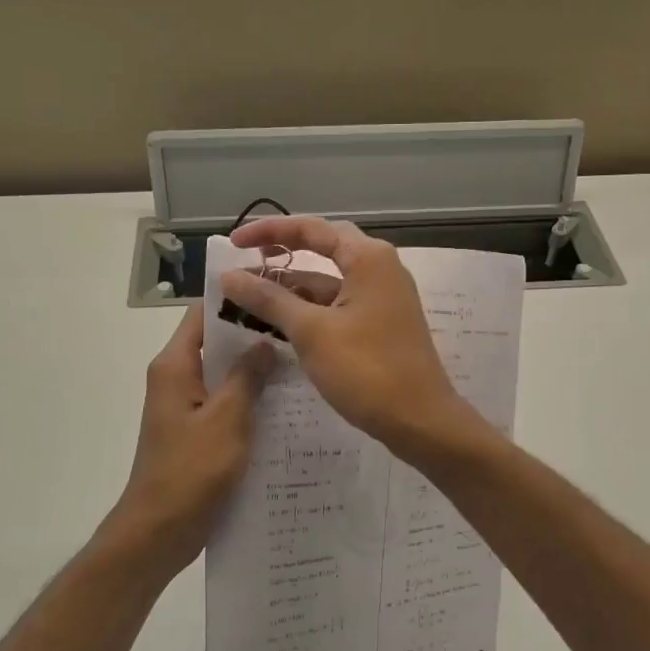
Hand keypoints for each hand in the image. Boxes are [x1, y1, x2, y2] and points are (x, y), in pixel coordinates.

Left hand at [110, 306, 273, 573]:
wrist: (159, 530)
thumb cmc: (190, 470)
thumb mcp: (226, 419)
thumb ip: (246, 377)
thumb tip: (264, 342)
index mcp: (176, 367)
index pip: (203, 315)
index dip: (235, 300)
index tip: (275, 293)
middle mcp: (177, 379)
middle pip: (216, 342)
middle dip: (254, 335)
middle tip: (299, 328)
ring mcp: (186, 406)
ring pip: (224, 374)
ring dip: (256, 369)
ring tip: (301, 360)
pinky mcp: (196, 431)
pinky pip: (225, 402)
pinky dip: (250, 398)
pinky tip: (286, 404)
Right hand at [219, 216, 483, 458]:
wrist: (420, 421)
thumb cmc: (367, 370)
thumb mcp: (311, 332)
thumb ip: (270, 300)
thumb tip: (229, 277)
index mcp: (368, 259)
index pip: (311, 229)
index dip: (269, 231)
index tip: (233, 244)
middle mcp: (379, 269)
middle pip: (321, 250)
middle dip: (280, 256)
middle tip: (243, 263)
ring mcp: (381, 298)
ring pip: (327, 283)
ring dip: (290, 289)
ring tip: (246, 301)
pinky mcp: (379, 325)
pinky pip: (337, 306)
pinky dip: (307, 311)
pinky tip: (277, 325)